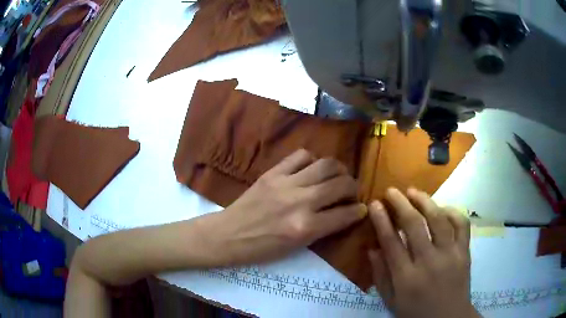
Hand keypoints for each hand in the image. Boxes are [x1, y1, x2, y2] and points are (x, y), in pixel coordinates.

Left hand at [198, 149, 366, 265]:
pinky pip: (301, 155)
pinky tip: (311, 169)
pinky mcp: (273, 172)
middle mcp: (300, 202)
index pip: (345, 214)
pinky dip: (312, 160)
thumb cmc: (262, 249)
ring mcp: (286, 183)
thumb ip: (322, 228)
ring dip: (338, 169)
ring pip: (326, 164)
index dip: (359, 211)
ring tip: (337, 176)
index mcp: (306, 228)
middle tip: (351, 191)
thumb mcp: (296, 247)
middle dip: (354, 187)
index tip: (362, 208)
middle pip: (341, 184)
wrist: (228, 235)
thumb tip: (343, 213)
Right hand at [368, 188, 479, 317]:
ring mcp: (450, 255)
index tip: (375, 204)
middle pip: (414, 225)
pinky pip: (461, 224)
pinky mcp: (464, 252)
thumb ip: (380, 276)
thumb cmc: (416, 313)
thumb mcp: (391, 301)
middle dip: (401, 203)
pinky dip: (452, 211)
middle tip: (392, 191)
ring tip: (413, 191)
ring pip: (438, 219)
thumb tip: (372, 249)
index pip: (391, 242)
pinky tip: (441, 208)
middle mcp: (429, 262)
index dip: (381, 220)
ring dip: (425, 201)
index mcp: (406, 278)